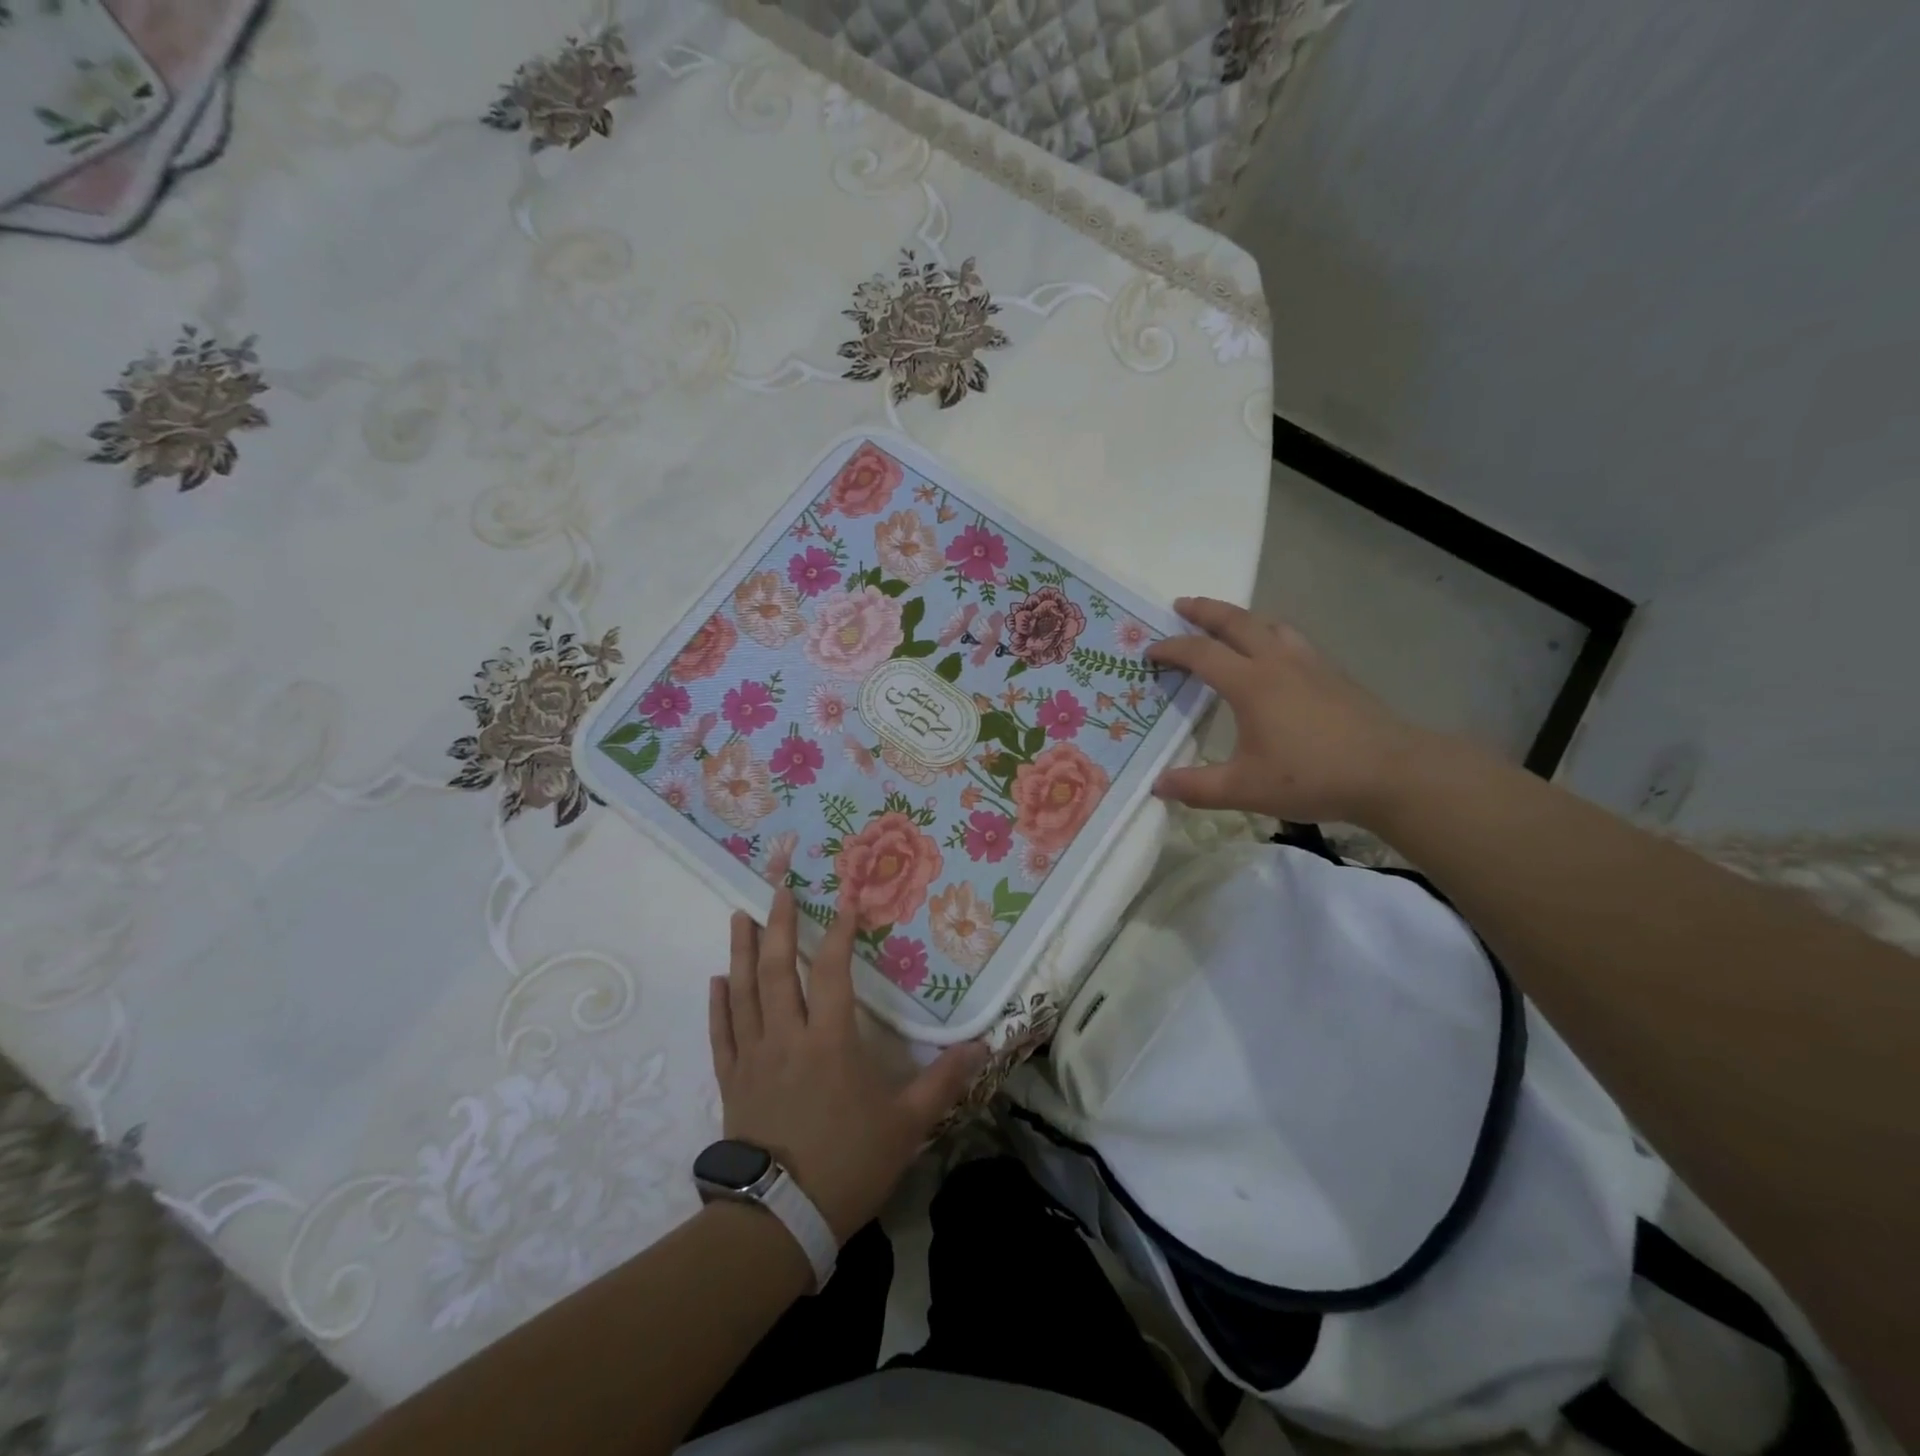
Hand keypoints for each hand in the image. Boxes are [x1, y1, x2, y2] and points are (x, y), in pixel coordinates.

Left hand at [709, 890, 988, 1242]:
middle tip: (778, 888)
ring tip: (739, 916)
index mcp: (830, 1040)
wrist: (778, 1222)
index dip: (839, 932)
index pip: (833, 971)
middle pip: (779, 969)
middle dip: (778, 924)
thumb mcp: (906, 1125)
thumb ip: (943, 1082)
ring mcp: (753, 1058)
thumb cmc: (847, 1165)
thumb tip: (984, 1046)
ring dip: (742, 951)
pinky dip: (719, 1004)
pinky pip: (722, 1033)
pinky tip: (717, 980)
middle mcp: (787, 1037)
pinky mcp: (732, 1082)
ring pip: (744, 992)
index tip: (845, 900)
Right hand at [1146, 597, 1430, 826]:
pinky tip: (1275, 654)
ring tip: (1228, 623)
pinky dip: (1270, 634)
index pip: (1201, 654)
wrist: (1391, 772)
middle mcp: (1278, 663)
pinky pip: (1292, 639)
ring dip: (1242, 617)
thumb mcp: (1244, 789)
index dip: (1171, 649)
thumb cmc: (1312, 777)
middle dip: (1205, 611)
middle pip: (1237, 622)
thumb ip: (1196, 787)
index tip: (1150, 652)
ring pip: (1270, 625)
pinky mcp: (1334, 675)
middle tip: (1181, 605)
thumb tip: (1157, 785)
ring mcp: (1310, 664)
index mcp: (1251, 684)